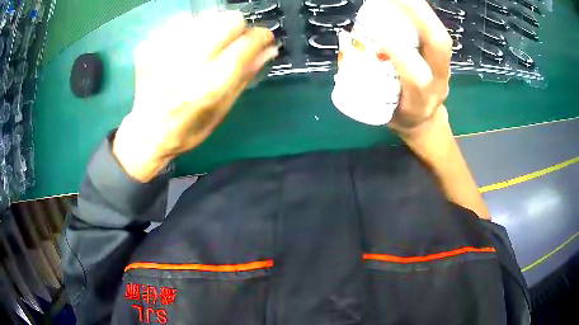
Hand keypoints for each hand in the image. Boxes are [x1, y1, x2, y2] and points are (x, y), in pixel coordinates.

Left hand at [113, 11, 276, 181]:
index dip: (262, 36)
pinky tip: (183, 47)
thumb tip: (269, 49)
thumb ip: (245, 76)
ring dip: (213, 27)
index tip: (263, 39)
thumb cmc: (187, 128)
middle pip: (229, 19)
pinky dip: (188, 30)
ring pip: (206, 16)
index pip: (248, 42)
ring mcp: (166, 50)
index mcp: (211, 84)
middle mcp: (189, 62)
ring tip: (205, 46)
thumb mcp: (222, 110)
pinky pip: (180, 21)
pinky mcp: (150, 46)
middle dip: (238, 28)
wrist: (146, 133)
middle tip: (232, 41)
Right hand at [382, 0, 452, 139]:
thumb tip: (351, 51)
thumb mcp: (382, 111)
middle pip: (438, 44)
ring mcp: (444, 66)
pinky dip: (420, 12)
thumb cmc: (400, 115)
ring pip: (439, 33)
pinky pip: (435, 29)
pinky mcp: (442, 56)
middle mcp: (438, 81)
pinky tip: (407, 2)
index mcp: (421, 101)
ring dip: (419, 9)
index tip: (378, 32)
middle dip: (417, 14)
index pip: (416, 77)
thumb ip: (368, 86)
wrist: (425, 119)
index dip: (400, 54)